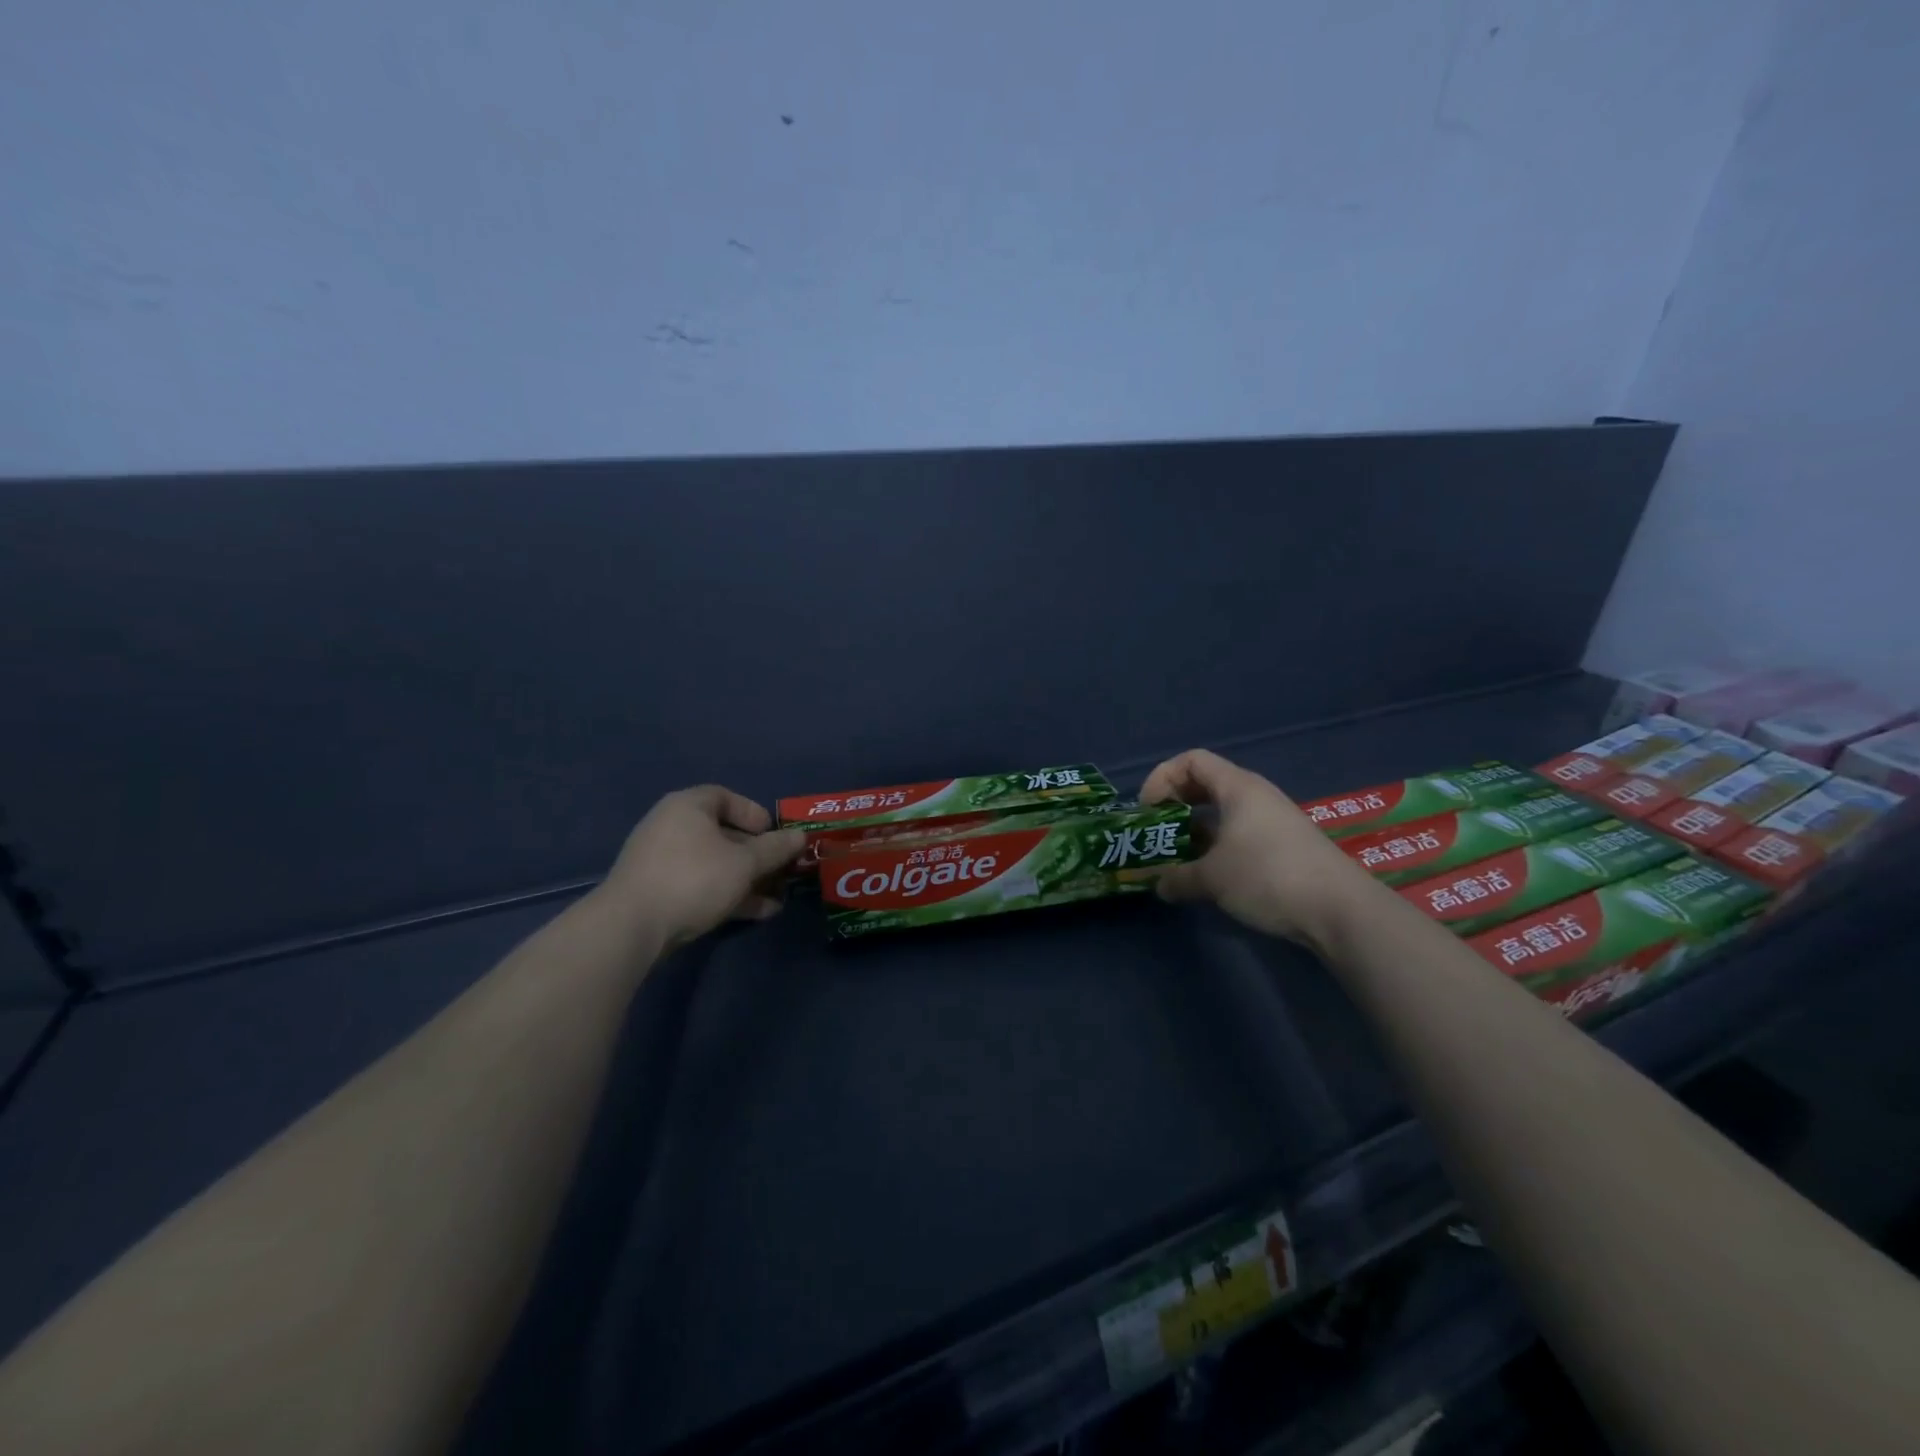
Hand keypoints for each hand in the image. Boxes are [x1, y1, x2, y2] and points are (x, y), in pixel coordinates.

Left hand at [600, 786, 806, 949]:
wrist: (631, 927)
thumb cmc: (693, 879)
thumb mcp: (744, 863)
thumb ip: (775, 849)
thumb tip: (801, 836)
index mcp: (688, 807)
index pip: (726, 797)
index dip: (754, 813)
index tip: (775, 834)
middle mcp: (672, 827)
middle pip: (723, 833)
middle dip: (757, 853)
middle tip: (782, 869)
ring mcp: (662, 861)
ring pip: (715, 863)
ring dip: (748, 878)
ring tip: (778, 897)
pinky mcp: (658, 892)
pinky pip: (701, 884)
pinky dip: (729, 894)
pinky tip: (759, 913)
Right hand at [1141, 748, 1377, 947]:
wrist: (1340, 910)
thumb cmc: (1268, 876)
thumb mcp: (1212, 878)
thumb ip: (1177, 878)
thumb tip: (1158, 885)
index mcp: (1238, 788)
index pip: (1192, 760)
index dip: (1163, 778)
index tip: (1148, 810)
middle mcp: (1256, 797)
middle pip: (1206, 784)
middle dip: (1176, 804)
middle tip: (1158, 831)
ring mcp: (1272, 822)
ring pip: (1223, 813)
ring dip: (1195, 831)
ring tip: (1177, 858)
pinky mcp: (1283, 848)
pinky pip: (1239, 835)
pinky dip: (1217, 847)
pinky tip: (1209, 876)